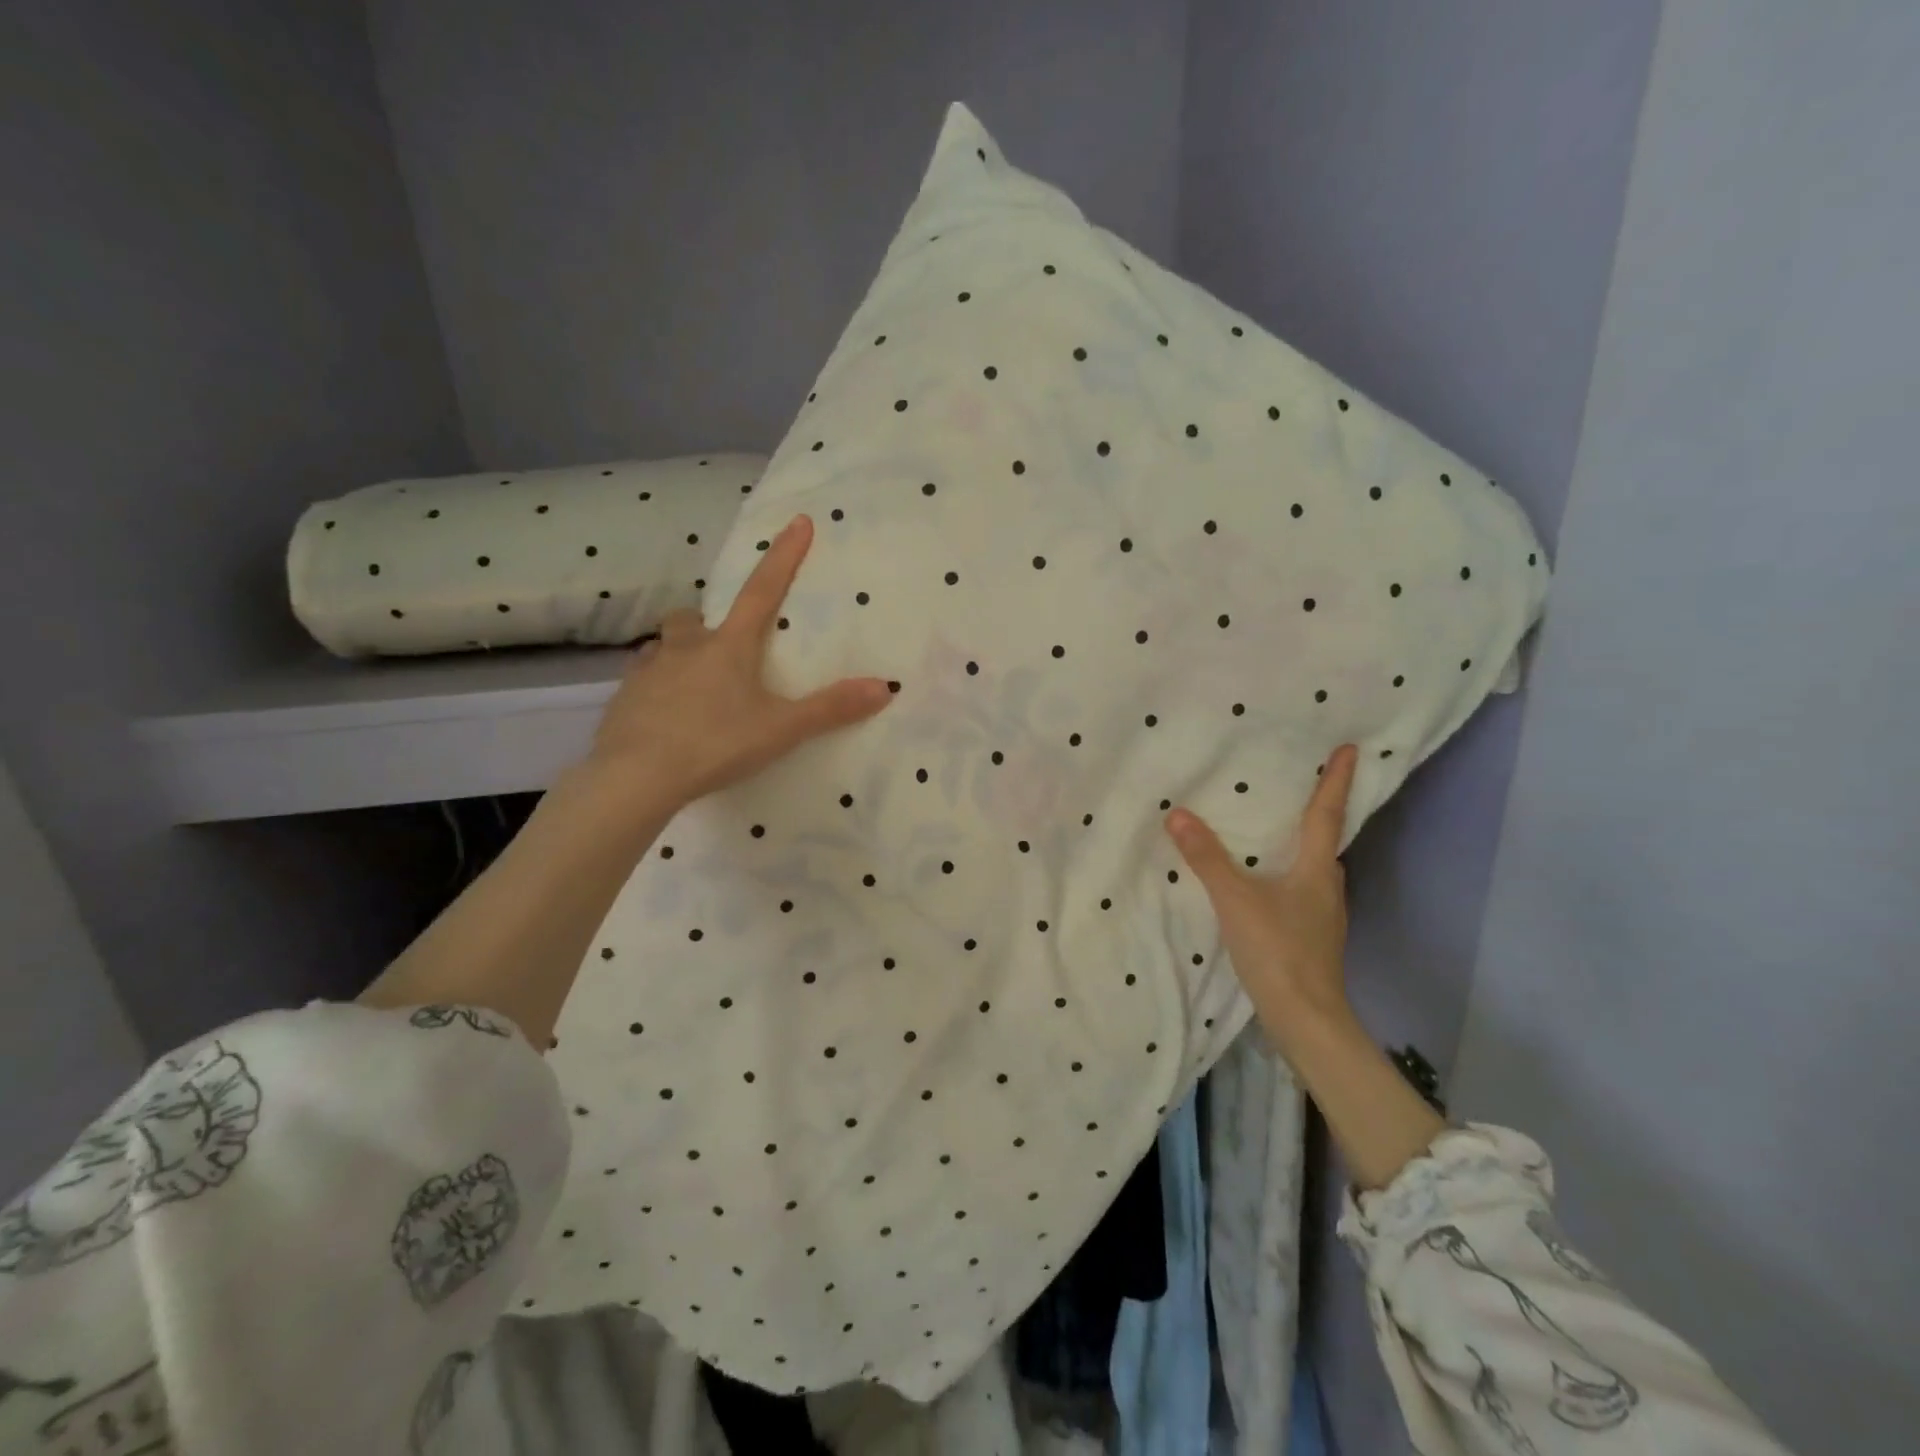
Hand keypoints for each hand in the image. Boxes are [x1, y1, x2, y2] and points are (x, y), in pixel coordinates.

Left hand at [588, 514, 892, 807]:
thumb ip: (830, 709)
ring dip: (680, 654)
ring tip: (695, 686)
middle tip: (724, 648)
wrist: (636, 777)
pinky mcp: (623, 698)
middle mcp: (685, 647)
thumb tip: (884, 687)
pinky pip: (642, 681)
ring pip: (664, 647)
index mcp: (729, 646)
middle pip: (694, 618)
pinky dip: (657, 689)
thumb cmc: (715, 744)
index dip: (783, 556)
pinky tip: (666, 716)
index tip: (799, 521)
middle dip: (709, 624)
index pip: (762, 590)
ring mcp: (648, 670)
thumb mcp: (781, 729)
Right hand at [1164, 744, 1359, 1037]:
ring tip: (1277, 829)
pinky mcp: (1312, 936)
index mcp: (1316, 869)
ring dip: (1302, 845)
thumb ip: (1207, 858)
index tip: (1351, 749)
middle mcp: (1327, 886)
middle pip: (1325, 840)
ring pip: (1314, 867)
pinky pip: (1303, 890)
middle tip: (1304, 784)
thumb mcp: (1235, 900)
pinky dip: (1289, 873)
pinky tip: (1266, 882)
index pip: (1327, 814)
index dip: (1336, 781)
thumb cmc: (1278, 950)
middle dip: (1320, 811)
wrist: (1306, 1018)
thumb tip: (1178, 815)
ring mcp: (1323, 914)